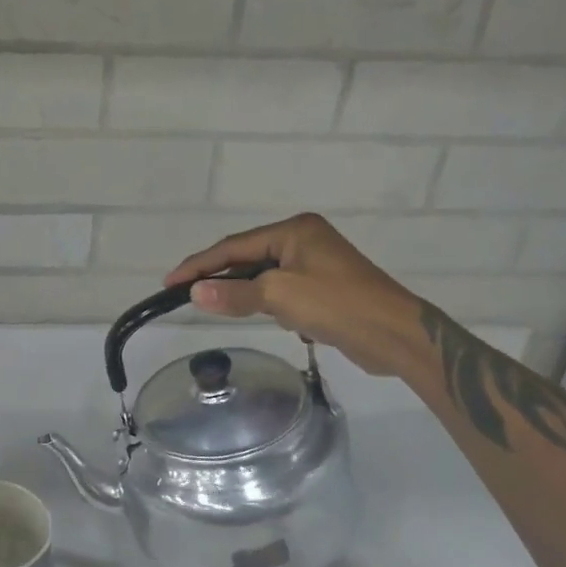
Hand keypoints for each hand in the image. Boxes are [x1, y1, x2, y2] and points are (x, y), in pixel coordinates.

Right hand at [165, 213, 428, 376]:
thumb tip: (194, 292)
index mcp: (295, 230)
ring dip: (243, 291)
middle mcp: (305, 240)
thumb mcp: (280, 296)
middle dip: (219, 276)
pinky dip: (267, 302)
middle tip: (185, 294)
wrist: (396, 336)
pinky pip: (282, 290)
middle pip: (248, 257)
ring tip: (214, 305)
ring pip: (264, 276)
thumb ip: (235, 293)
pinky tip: (261, 316)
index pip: (234, 246)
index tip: (169, 281)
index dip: (199, 264)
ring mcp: (316, 264)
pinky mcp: (324, 288)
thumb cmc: (337, 305)